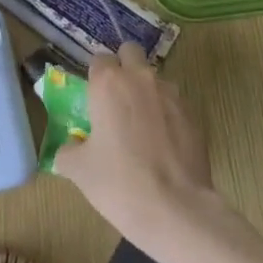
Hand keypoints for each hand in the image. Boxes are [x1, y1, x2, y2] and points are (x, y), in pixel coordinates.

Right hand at [54, 43, 217, 262]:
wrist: (176, 210)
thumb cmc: (119, 183)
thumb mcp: (78, 170)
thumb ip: (69, 150)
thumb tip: (71, 148)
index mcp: (108, 83)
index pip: (99, 59)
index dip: (94, 77)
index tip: (92, 99)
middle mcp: (141, 78)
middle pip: (130, 53)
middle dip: (123, 67)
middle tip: (115, 100)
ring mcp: (171, 94)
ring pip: (154, 78)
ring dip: (146, 91)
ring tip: (140, 127)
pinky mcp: (193, 115)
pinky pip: (173, 103)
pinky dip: (165, 115)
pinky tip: (161, 145)